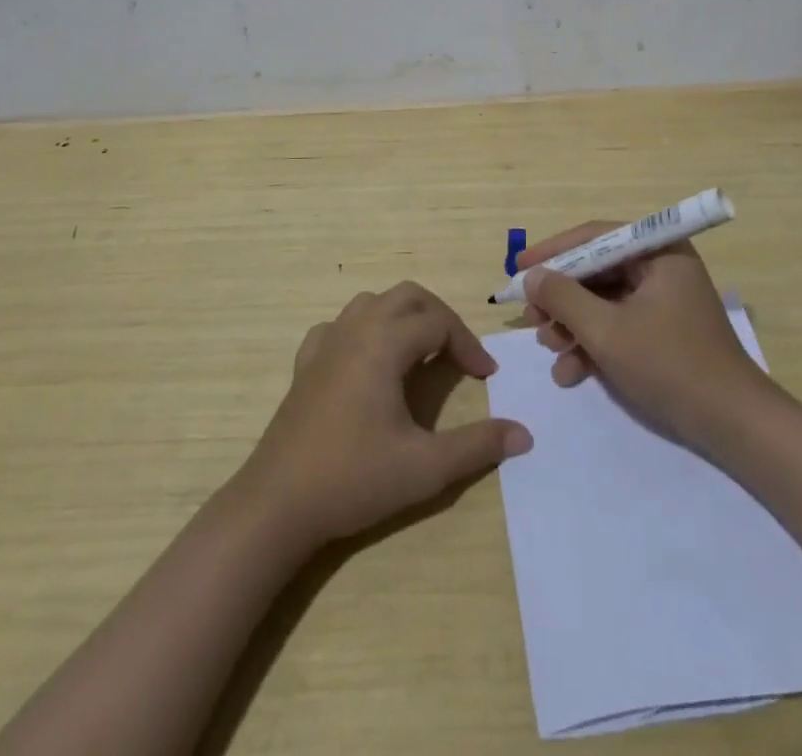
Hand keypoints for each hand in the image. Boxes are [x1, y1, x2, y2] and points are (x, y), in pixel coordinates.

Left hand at [236, 282, 532, 549]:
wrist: (277, 504)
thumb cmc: (354, 478)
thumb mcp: (425, 467)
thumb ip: (477, 446)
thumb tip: (523, 434)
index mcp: (384, 342)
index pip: (438, 322)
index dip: (469, 344)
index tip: (487, 377)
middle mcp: (355, 329)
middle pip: (407, 296)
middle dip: (440, 317)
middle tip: (459, 354)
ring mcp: (325, 342)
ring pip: (372, 302)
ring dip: (403, 317)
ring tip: (420, 352)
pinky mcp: (305, 363)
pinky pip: (340, 325)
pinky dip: (364, 330)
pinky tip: (367, 361)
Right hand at [521, 223, 774, 447]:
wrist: (733, 426)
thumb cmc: (670, 365)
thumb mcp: (607, 330)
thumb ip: (563, 298)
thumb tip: (531, 276)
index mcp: (658, 252)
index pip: (595, 237)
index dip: (553, 251)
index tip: (519, 269)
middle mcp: (661, 268)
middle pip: (596, 271)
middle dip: (561, 298)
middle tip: (532, 318)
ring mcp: (663, 302)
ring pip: (603, 301)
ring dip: (572, 325)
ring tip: (550, 350)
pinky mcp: (661, 332)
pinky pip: (617, 325)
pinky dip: (592, 344)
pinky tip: (570, 373)